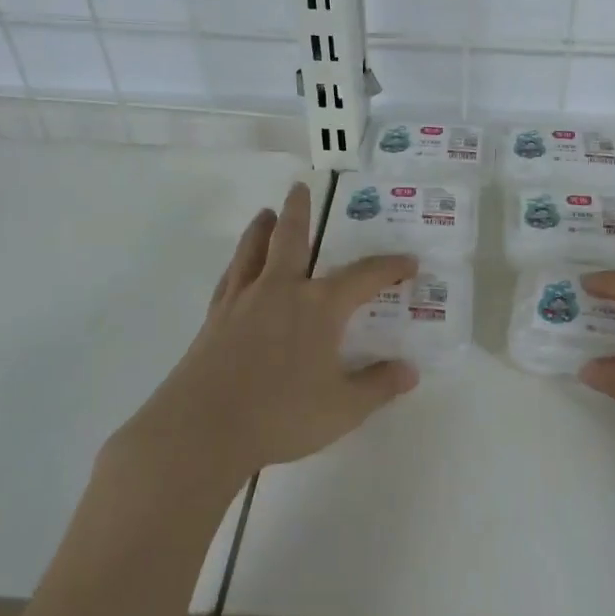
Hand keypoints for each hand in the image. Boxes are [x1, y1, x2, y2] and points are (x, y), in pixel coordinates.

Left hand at [134, 182, 417, 479]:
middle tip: (301, 187)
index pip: (364, 276)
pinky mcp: (215, 317)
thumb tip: (410, 371)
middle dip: (300, 211)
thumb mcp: (343, 408)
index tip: (409, 262)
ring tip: (266, 213)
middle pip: (292, 238)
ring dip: (262, 228)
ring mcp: (243, 300)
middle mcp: (281, 290)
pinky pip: (230, 277)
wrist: (203, 428)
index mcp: (319, 307)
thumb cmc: (281, 415)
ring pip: (253, 250)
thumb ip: (378, 386)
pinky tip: (238, 267)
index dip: (390, 268)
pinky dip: (238, 262)